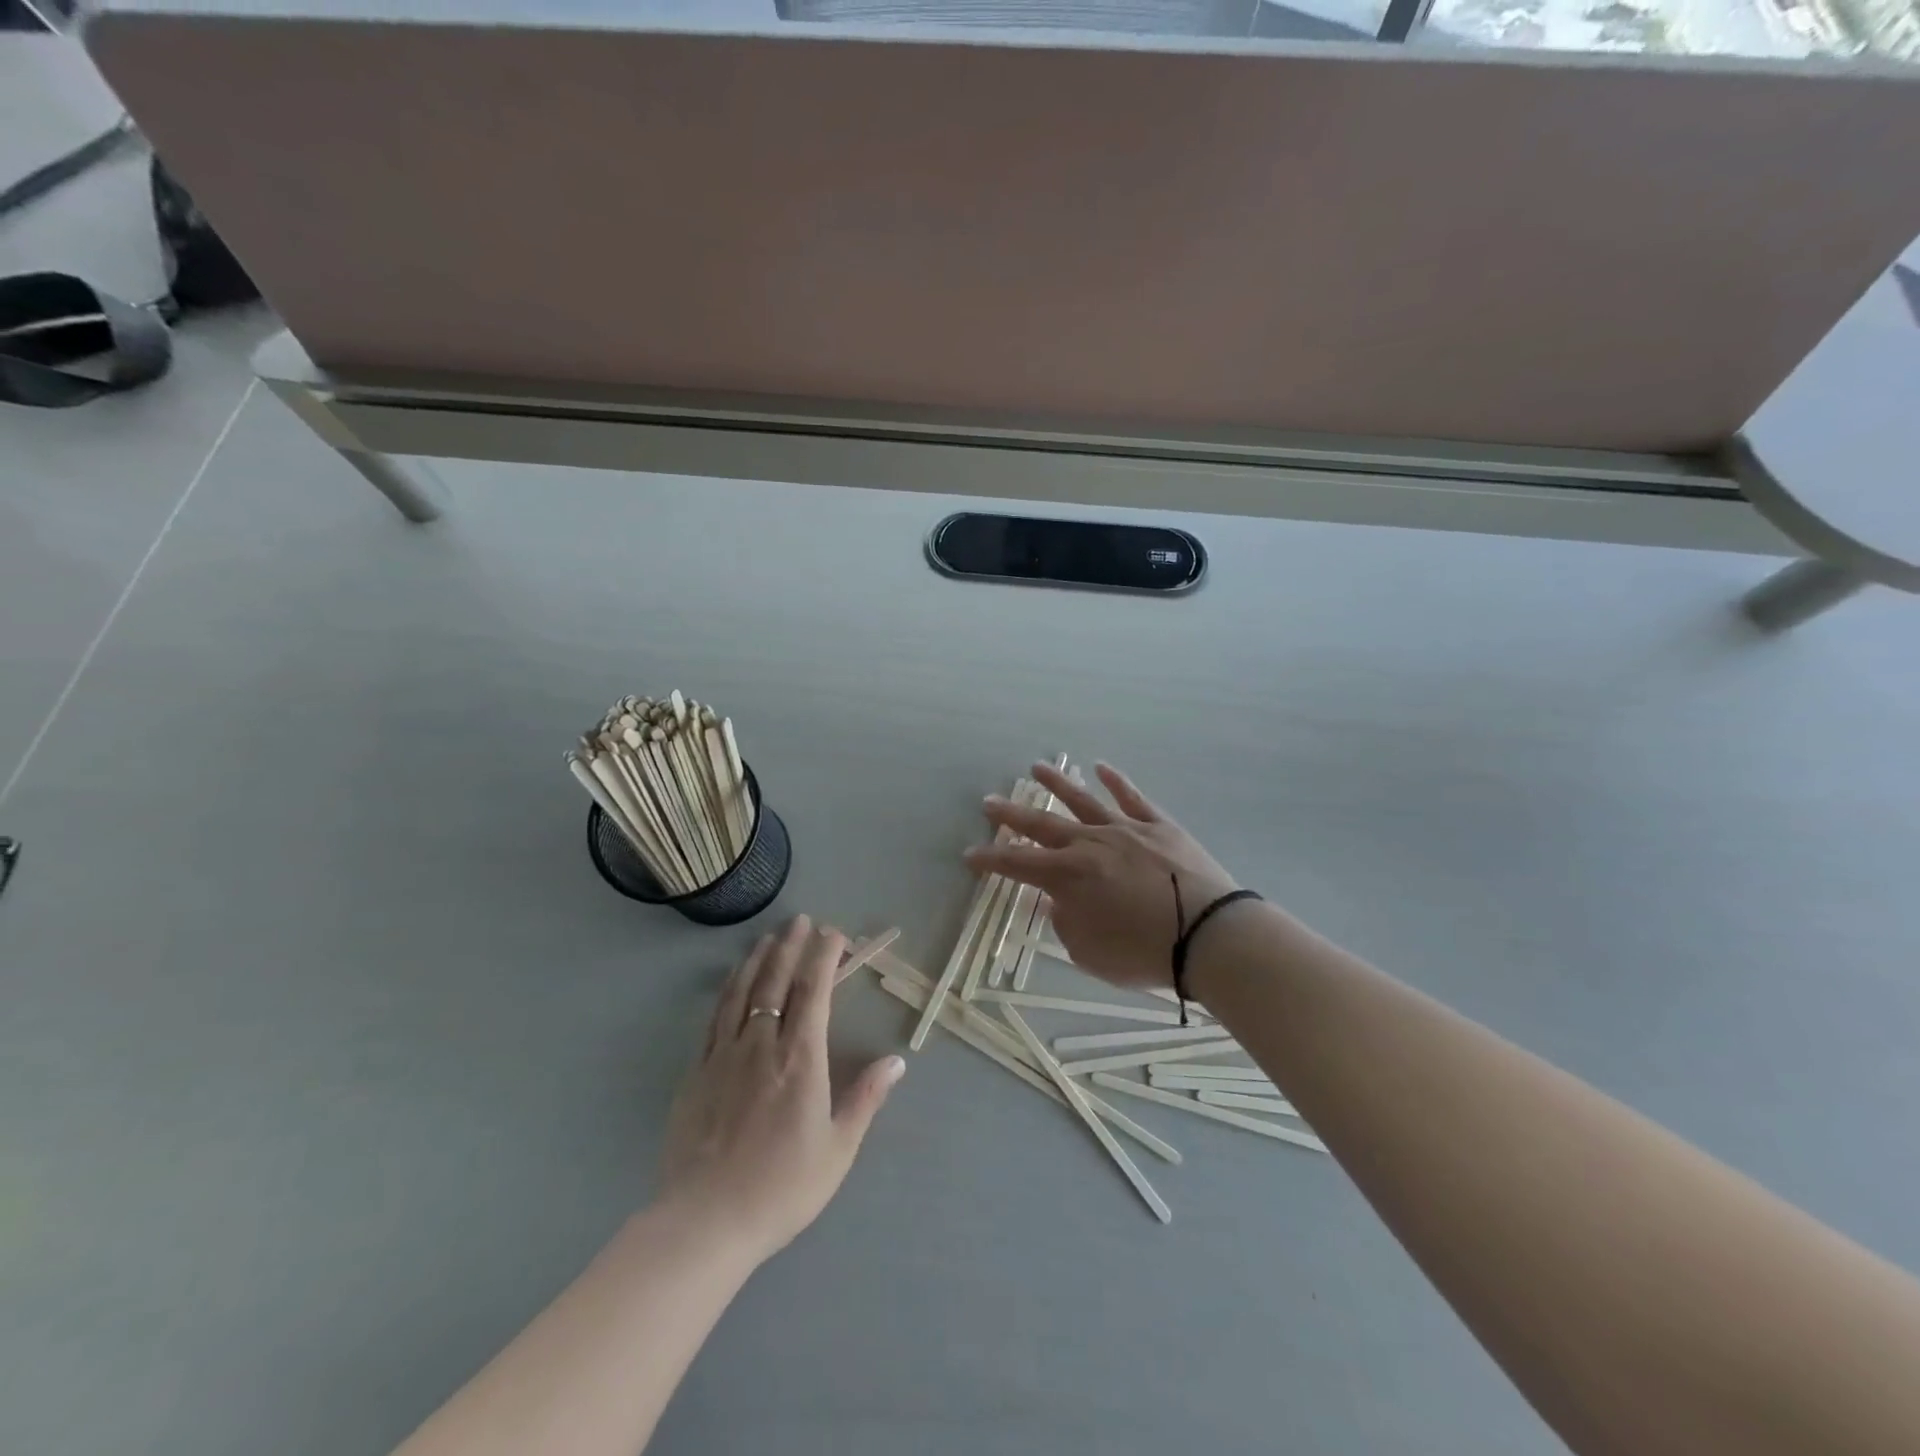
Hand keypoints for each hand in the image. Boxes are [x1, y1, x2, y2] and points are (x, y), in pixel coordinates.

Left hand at [660, 916, 904, 1263]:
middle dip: (791, 946)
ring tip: (769, 938)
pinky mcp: (698, 1072)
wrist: (705, 1221)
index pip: (814, 991)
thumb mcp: (838, 1150)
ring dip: (758, 959)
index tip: (834, 934)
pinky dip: (729, 990)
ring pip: (743, 992)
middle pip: (777, 981)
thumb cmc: (781, 1188)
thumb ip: (866, 1099)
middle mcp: (762, 1045)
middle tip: (801, 921)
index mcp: (801, 1059)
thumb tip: (897, 1061)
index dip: (824, 956)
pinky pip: (716, 1017)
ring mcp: (725, 1055)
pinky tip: (734, 981)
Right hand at [964, 763, 1241, 992]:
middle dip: (1012, 814)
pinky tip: (1101, 767)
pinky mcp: (1159, 826)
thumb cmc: (1144, 952)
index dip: (991, 860)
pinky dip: (1116, 781)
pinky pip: (1133, 798)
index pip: (1018, 865)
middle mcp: (1090, 844)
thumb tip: (1058, 902)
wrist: (1209, 935)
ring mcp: (1126, 830)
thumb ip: (1065, 923)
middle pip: (1042, 824)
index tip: (970, 854)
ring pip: (1083, 801)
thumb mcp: (1090, 952)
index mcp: (1069, 876)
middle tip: (989, 802)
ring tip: (1036, 768)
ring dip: (1058, 783)